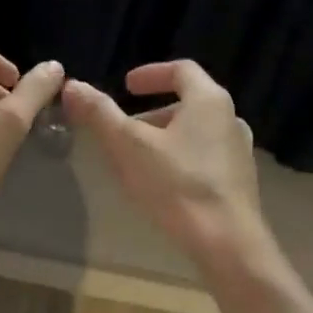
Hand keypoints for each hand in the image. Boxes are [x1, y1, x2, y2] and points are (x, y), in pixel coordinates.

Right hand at [63, 61, 270, 269]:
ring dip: (166, 138)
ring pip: (197, 133)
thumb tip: (72, 85)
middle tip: (124, 130)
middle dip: (152, 113)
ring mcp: (240, 151)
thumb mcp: (128, 147)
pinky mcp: (240, 181)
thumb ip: (100, 114)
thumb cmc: (177, 185)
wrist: (227, 241)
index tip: (126, 85)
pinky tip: (164, 184)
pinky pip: (205, 158)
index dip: (150, 74)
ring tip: (139, 159)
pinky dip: (181, 159)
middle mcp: (230, 119)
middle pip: (188, 103)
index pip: (181, 70)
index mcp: (209, 100)